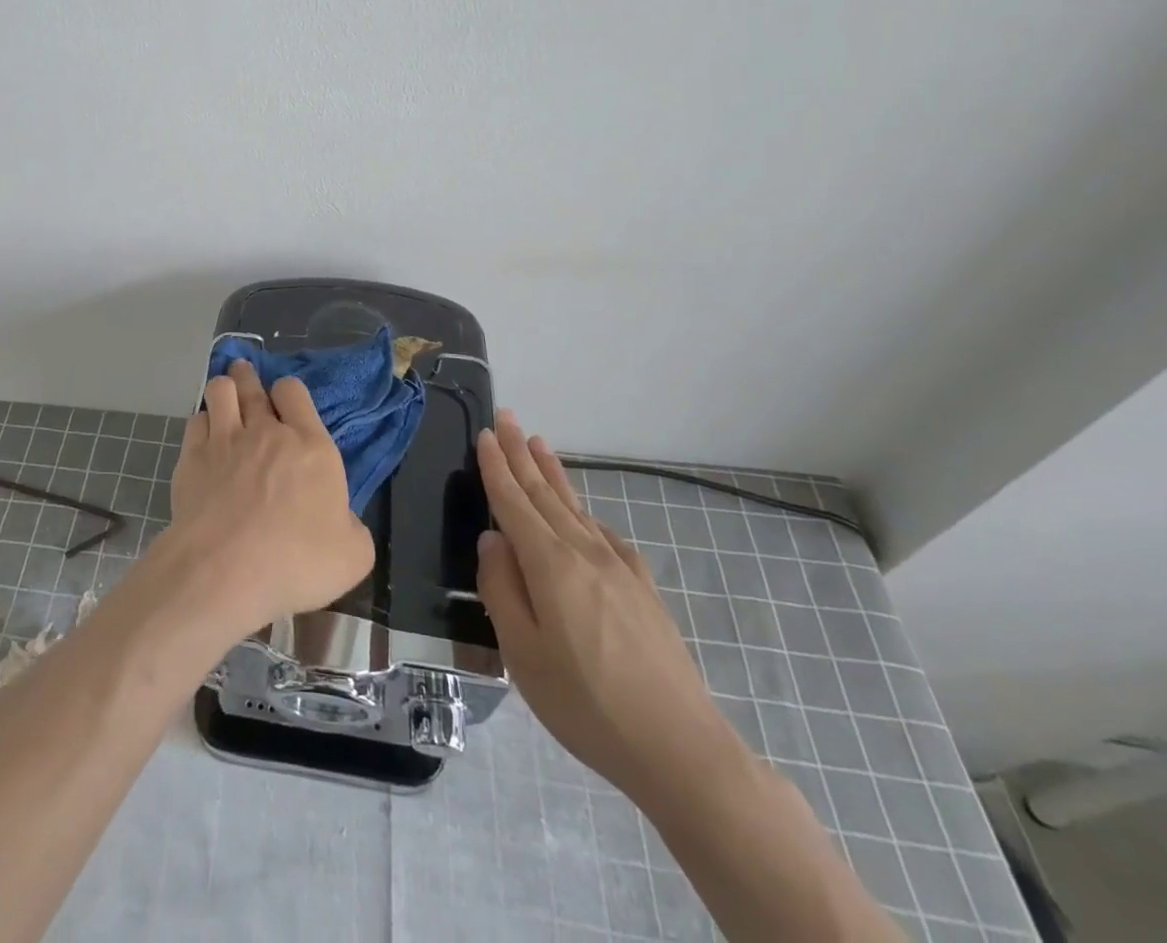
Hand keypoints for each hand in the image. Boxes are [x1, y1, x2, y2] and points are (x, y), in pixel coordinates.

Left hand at [167, 360, 374, 637]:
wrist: (227, 569)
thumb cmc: (297, 561)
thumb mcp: (353, 554)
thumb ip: (352, 526)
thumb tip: (341, 518)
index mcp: (311, 446)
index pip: (295, 392)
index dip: (288, 391)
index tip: (285, 400)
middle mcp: (266, 431)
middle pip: (253, 385)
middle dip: (248, 376)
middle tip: (244, 373)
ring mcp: (225, 439)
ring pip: (220, 391)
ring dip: (223, 388)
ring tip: (223, 393)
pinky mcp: (192, 456)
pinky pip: (195, 420)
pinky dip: (201, 422)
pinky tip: (203, 433)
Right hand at [473, 410, 751, 809]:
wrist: (681, 749)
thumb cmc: (586, 704)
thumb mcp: (522, 653)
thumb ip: (501, 588)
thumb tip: (492, 539)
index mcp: (550, 565)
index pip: (514, 502)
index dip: (496, 467)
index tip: (485, 433)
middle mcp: (584, 553)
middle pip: (545, 494)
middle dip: (522, 454)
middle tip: (507, 418)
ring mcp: (620, 569)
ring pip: (576, 508)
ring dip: (553, 473)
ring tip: (538, 444)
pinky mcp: (643, 590)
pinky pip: (605, 534)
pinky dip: (586, 513)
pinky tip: (584, 514)